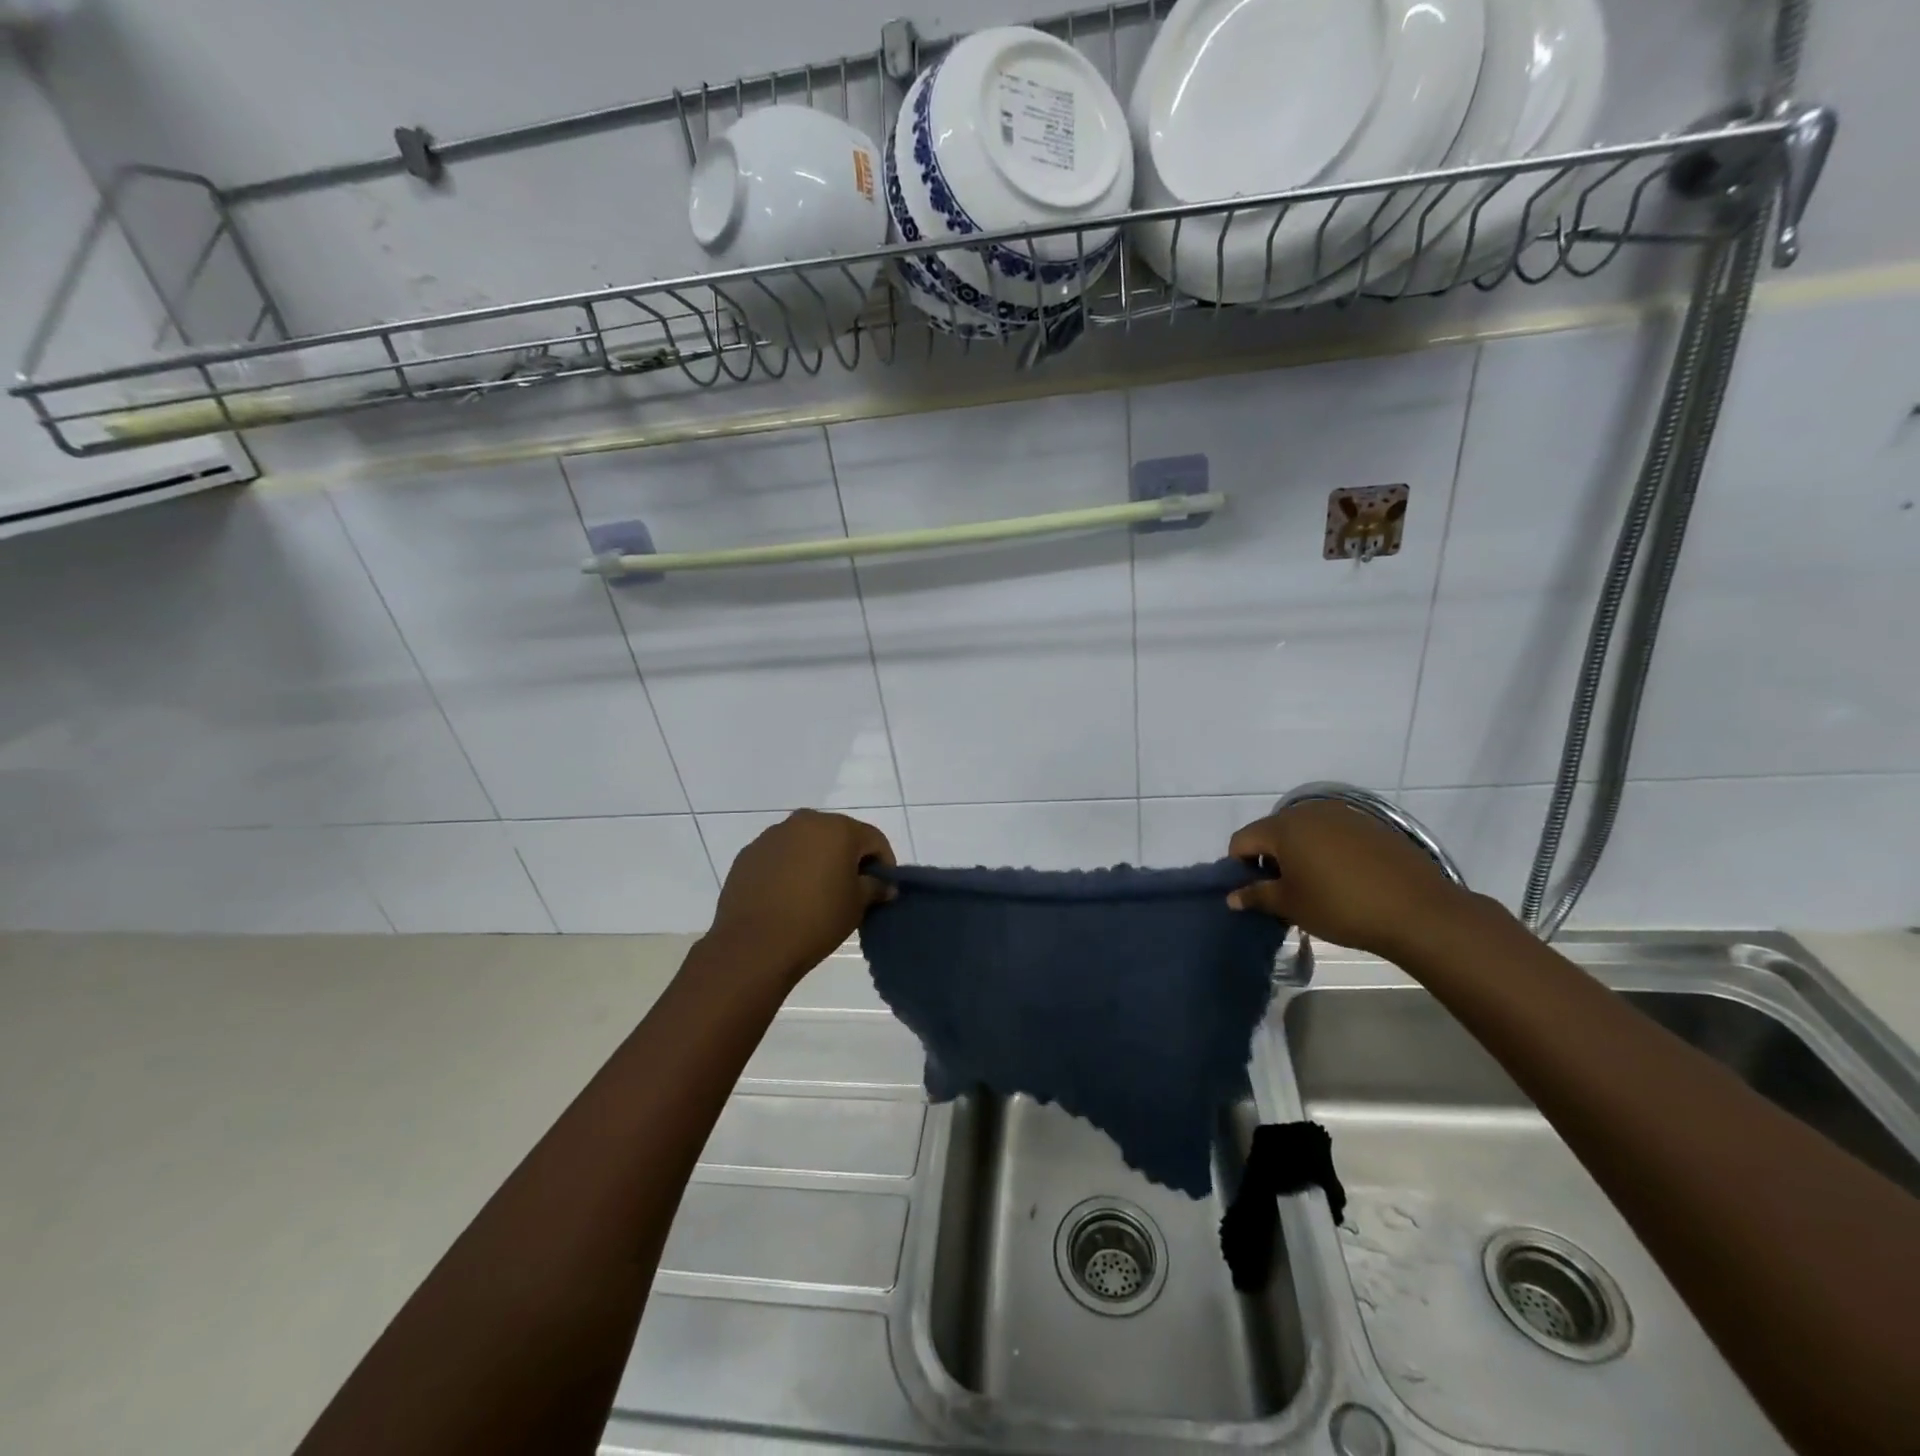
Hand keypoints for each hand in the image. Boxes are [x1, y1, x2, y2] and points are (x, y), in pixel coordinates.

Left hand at [707, 810, 895, 986]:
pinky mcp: (749, 854)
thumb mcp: (857, 905)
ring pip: (806, 843)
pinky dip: (790, 869)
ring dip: (817, 861)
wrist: (754, 945)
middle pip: (838, 835)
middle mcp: (804, 822)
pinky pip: (780, 856)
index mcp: (837, 829)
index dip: (884, 863)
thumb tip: (885, 885)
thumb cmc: (816, 920)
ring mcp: (772, 836)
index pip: (873, 839)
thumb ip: (875, 887)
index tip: (883, 888)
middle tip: (852, 889)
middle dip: (849, 858)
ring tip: (817, 894)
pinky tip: (788, 897)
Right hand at [1227, 800, 1470, 959]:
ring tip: (1315, 887)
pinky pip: (1334, 834)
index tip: (1255, 893)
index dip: (1240, 867)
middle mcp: (1309, 812)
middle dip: (1270, 860)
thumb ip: (1257, 896)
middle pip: (1273, 832)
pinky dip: (1327, 852)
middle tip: (1284, 892)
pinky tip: (1344, 879)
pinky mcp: (1371, 825)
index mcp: (1284, 827)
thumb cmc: (1341, 906)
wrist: (1418, 911)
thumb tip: (1232, 897)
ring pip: (1305, 832)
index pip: (1243, 840)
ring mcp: (1343, 815)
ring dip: (1299, 855)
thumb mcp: (1292, 905)